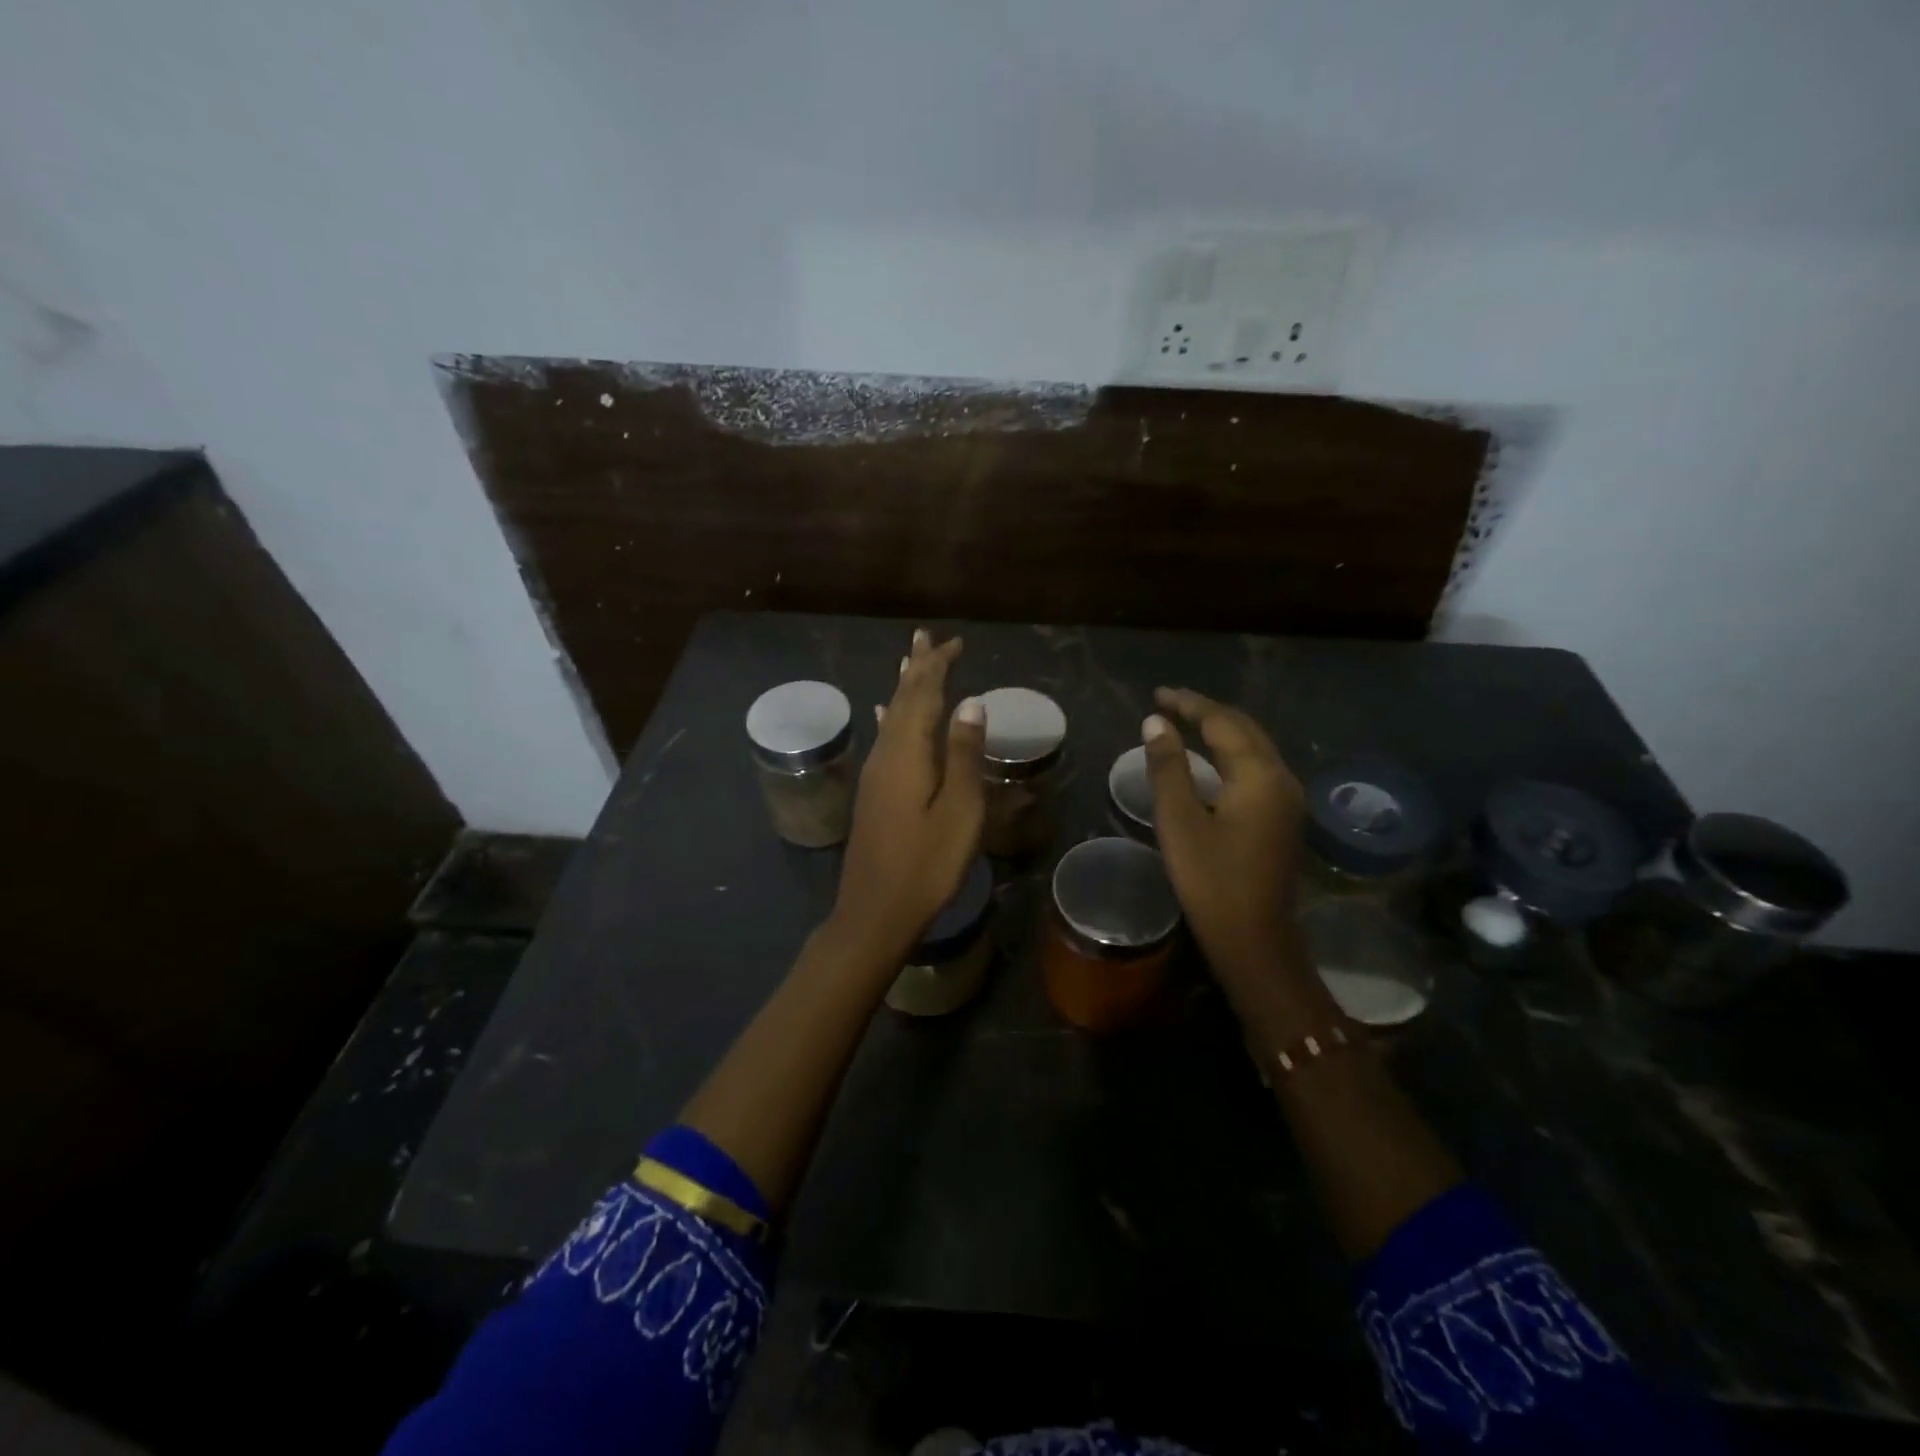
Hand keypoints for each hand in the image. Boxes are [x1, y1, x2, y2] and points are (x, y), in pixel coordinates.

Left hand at [830, 629, 985, 957]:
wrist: (875, 912)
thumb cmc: (926, 865)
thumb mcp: (958, 811)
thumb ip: (963, 755)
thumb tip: (970, 703)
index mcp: (906, 753)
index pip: (923, 695)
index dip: (937, 667)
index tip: (953, 642)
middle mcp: (885, 754)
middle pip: (902, 700)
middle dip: (917, 668)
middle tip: (925, 636)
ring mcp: (876, 774)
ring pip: (892, 717)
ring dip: (904, 688)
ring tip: (909, 662)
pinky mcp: (874, 793)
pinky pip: (886, 738)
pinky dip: (893, 718)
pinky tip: (886, 714)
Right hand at [1141, 687, 1305, 988]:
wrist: (1255, 939)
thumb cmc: (1210, 880)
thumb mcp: (1179, 820)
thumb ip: (1168, 767)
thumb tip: (1156, 723)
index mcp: (1258, 775)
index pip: (1222, 723)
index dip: (1188, 704)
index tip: (1157, 694)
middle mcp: (1281, 778)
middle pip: (1244, 729)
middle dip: (1206, 712)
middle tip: (1169, 703)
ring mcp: (1287, 799)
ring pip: (1254, 748)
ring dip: (1221, 730)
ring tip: (1185, 722)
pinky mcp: (1284, 818)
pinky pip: (1257, 767)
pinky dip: (1231, 753)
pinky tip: (1211, 758)